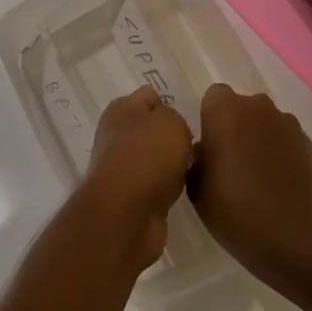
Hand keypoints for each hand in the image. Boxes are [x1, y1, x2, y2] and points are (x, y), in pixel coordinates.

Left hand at [81, 87, 193, 267]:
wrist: (127, 213)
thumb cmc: (148, 156)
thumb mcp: (171, 122)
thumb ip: (175, 117)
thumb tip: (171, 131)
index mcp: (120, 109)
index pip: (149, 97)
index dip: (170, 104)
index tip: (190, 118)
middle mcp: (115, 135)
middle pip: (151, 129)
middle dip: (173, 136)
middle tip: (196, 145)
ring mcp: (120, 167)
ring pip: (154, 158)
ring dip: (171, 164)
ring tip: (193, 169)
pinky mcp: (128, 196)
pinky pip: (155, 183)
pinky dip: (167, 187)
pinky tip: (182, 191)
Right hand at [191, 85, 311, 295]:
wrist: (291, 239)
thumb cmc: (233, 209)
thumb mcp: (196, 186)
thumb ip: (198, 157)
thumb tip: (206, 150)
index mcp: (225, 111)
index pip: (215, 95)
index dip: (212, 117)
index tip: (211, 144)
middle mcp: (258, 108)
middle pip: (244, 107)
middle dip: (238, 125)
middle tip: (232, 160)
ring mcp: (289, 125)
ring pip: (268, 123)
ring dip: (261, 139)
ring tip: (259, 175)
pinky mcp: (310, 145)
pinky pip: (289, 142)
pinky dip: (283, 155)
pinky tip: (280, 184)